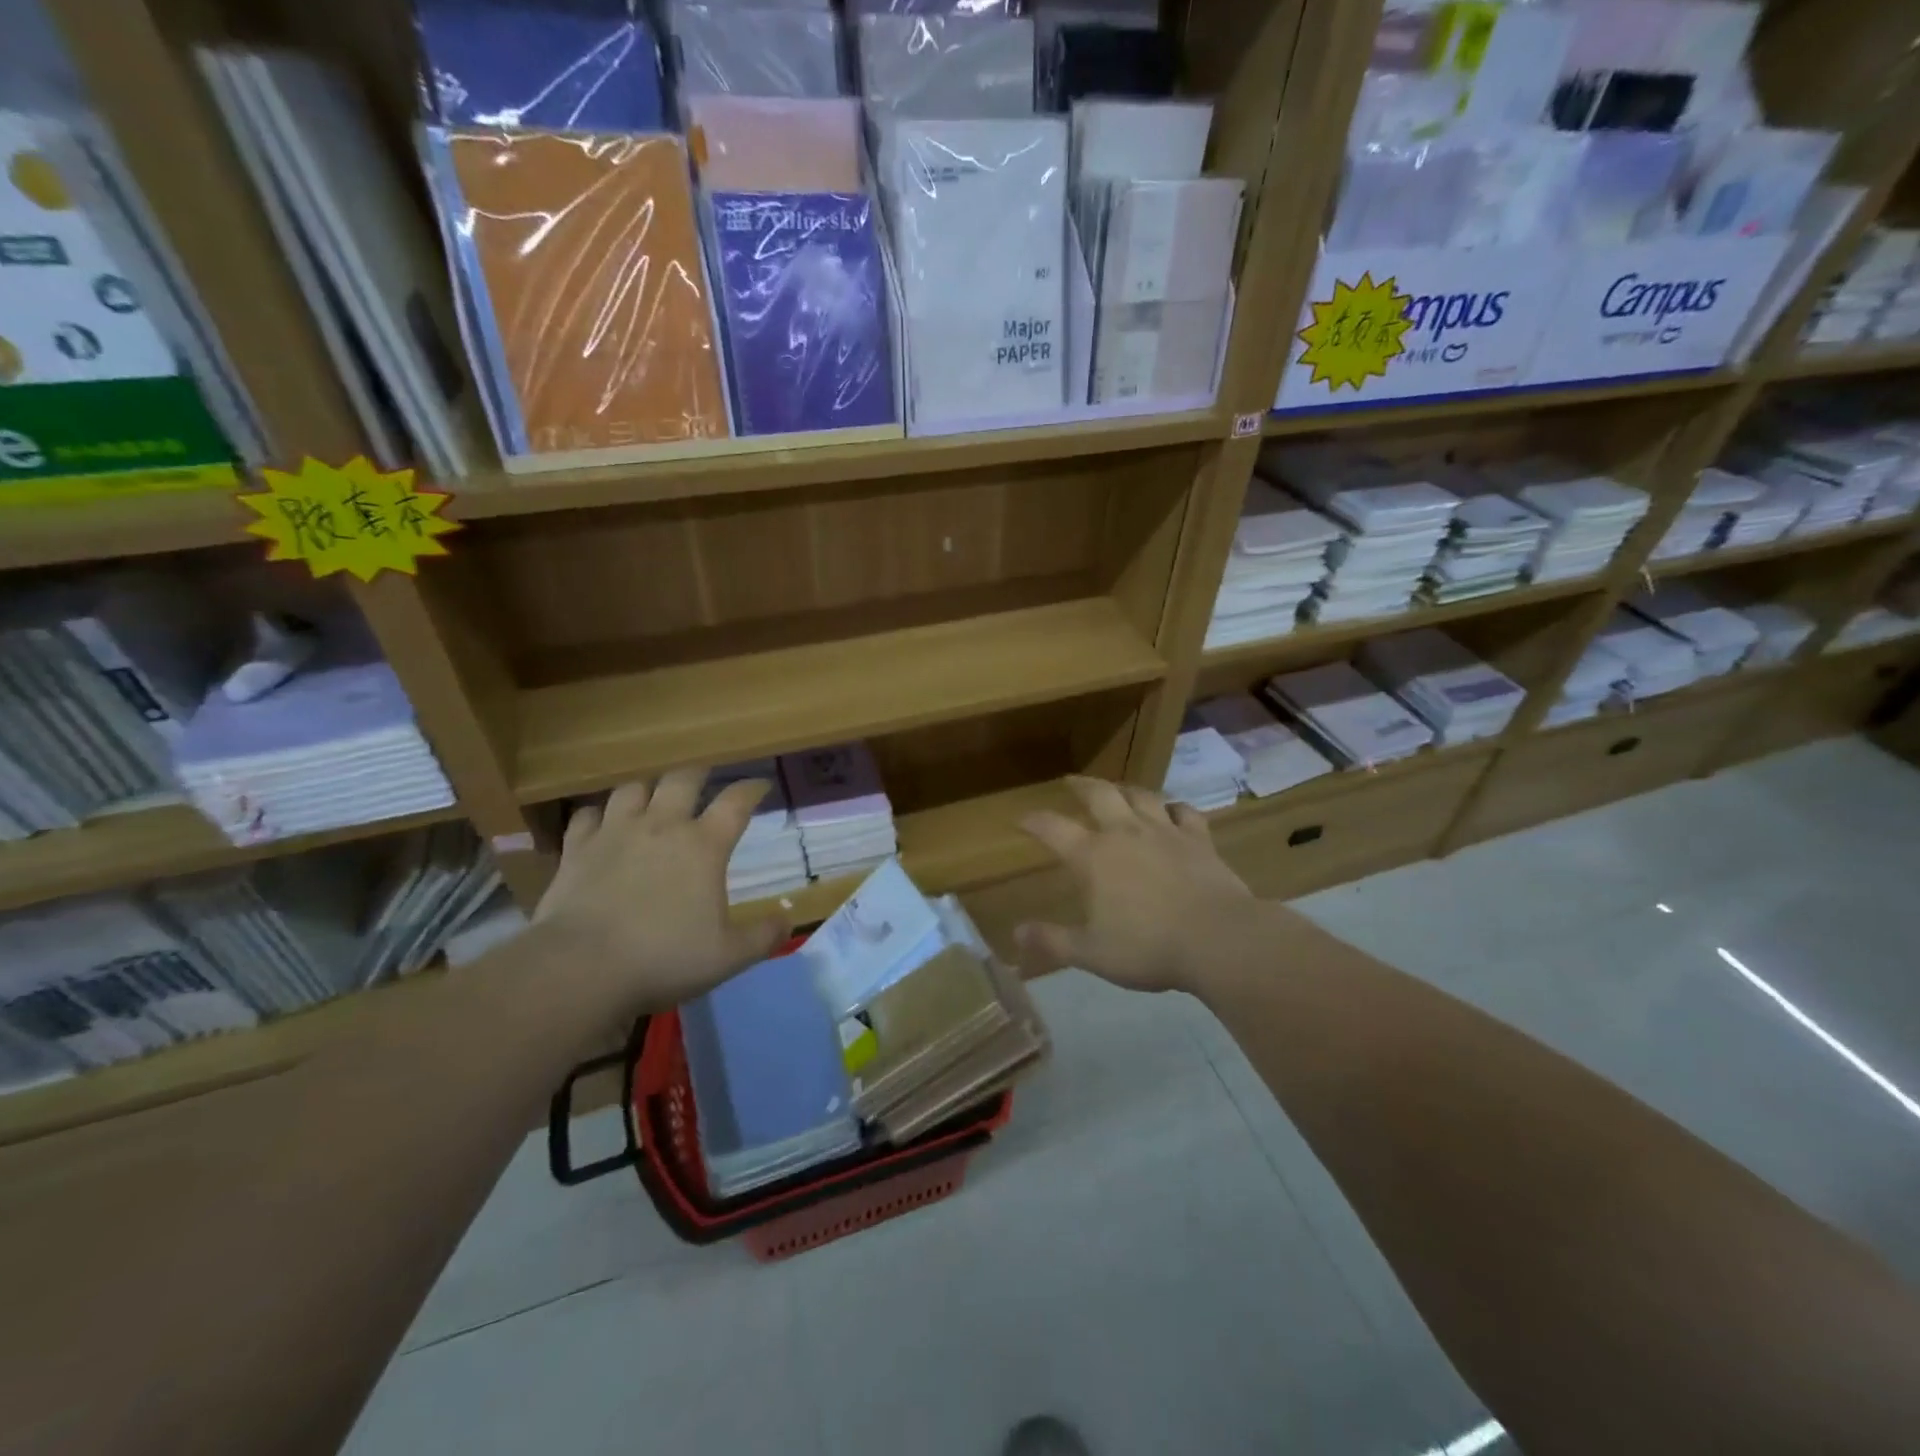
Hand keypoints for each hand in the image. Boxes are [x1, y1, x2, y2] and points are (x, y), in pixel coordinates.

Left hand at [534, 769, 788, 1021]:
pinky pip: (587, 815)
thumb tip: (788, 919)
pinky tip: (601, 824)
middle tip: (705, 779)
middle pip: (682, 779)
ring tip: (653, 797)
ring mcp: (615, 833)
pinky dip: (598, 815)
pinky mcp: (577, 849)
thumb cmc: (663, 958)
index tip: (761, 785)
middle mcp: (661, 826)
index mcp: (704, 845)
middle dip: (698, 774)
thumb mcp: (728, 956)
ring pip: (633, 788)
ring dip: (648, 789)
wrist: (581, 968)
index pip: (736, 802)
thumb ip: (764, 936)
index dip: (752, 789)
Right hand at [1016, 777, 1255, 992]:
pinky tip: (1172, 810)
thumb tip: (1016, 933)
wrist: (1218, 940)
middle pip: (1099, 795)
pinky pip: (1184, 811)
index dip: (1033, 822)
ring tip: (1118, 789)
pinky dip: (1174, 807)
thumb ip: (1053, 941)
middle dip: (1081, 785)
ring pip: (1141, 795)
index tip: (1021, 820)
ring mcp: (1165, 831)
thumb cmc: (1148, 948)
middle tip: (1071, 782)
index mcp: (1093, 856)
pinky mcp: (1198, 839)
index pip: (1053, 829)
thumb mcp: (1091, 953)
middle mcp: (1125, 833)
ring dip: (1125, 789)